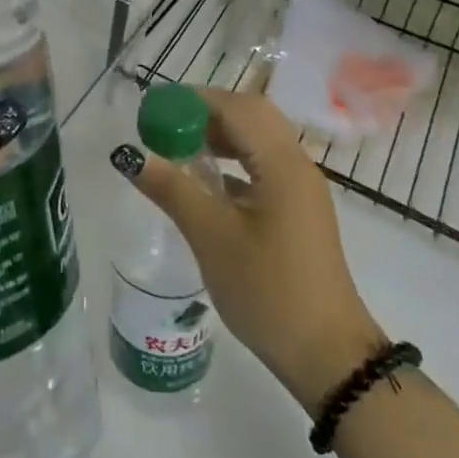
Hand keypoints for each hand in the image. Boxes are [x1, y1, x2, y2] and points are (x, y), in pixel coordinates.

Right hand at [111, 86, 384, 412]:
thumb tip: (130, 155)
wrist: (328, 357)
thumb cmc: (268, 292)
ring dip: (220, 135)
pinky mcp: (298, 209)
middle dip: (206, 112)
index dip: (193, 100)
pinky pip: (263, 165)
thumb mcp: (212, 239)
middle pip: (251, 115)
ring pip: (258, 139)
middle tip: (165, 124)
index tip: (154, 109)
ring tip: (178, 146)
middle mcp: (296, 164)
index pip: (236, 108)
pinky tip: (205, 181)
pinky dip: (233, 160)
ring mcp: (301, 188)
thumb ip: (172, 190)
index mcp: (281, 163)